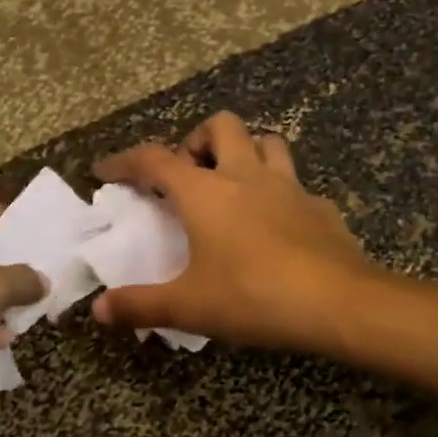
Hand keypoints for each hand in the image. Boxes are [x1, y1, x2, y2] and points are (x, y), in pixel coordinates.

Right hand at [91, 113, 368, 350]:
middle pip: (221, 126)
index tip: (106, 170)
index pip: (155, 159)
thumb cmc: (253, 296)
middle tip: (188, 174)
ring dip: (246, 152)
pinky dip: (281, 194)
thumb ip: (140, 305)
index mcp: (206, 192)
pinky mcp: (321, 207)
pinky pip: (297, 185)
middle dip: (198, 140)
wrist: (338, 303)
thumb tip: (99, 310)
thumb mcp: (189, 307)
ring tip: (234, 184)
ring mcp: (290, 187)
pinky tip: (279, 224)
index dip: (125, 161)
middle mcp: (247, 176)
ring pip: (267, 142)